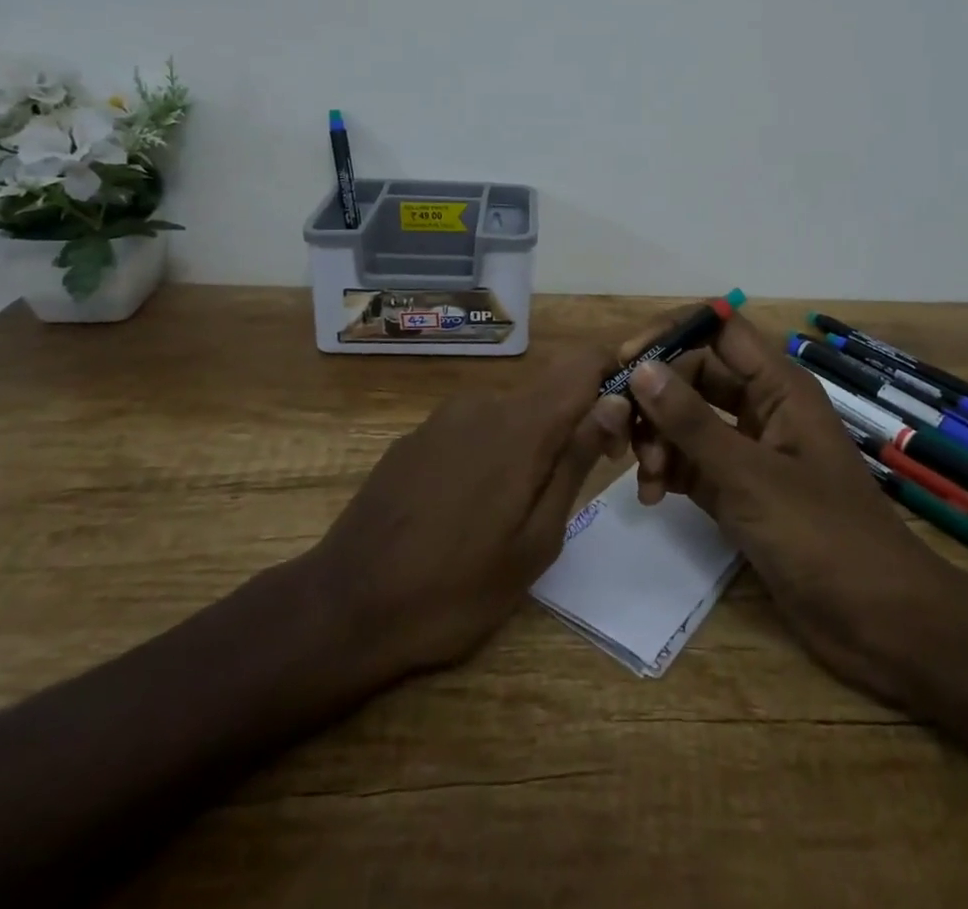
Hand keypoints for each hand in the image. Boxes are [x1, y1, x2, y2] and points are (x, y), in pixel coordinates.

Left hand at [310, 345, 630, 678]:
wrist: (344, 607)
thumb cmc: (455, 588)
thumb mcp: (536, 540)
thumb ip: (576, 461)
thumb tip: (615, 401)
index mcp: (521, 424)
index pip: (582, 362)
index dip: (613, 374)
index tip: (623, 421)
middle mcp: (483, 403)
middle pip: (549, 391)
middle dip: (575, 423)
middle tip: (576, 487)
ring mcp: (444, 418)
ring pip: (512, 412)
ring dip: (532, 443)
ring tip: (518, 510)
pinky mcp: (416, 437)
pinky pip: (474, 428)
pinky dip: (492, 452)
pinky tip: (470, 508)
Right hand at [621, 310, 954, 698]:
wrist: (880, 623)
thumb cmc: (824, 537)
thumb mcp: (750, 476)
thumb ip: (692, 422)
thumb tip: (640, 368)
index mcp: (778, 385)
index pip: (718, 329)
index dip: (672, 334)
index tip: (626, 361)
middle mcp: (762, 407)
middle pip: (695, 374)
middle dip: (657, 397)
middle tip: (621, 430)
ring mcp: (749, 449)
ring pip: (688, 420)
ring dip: (659, 438)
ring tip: (648, 476)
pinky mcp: (738, 490)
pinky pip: (691, 461)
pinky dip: (668, 471)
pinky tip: (653, 496)